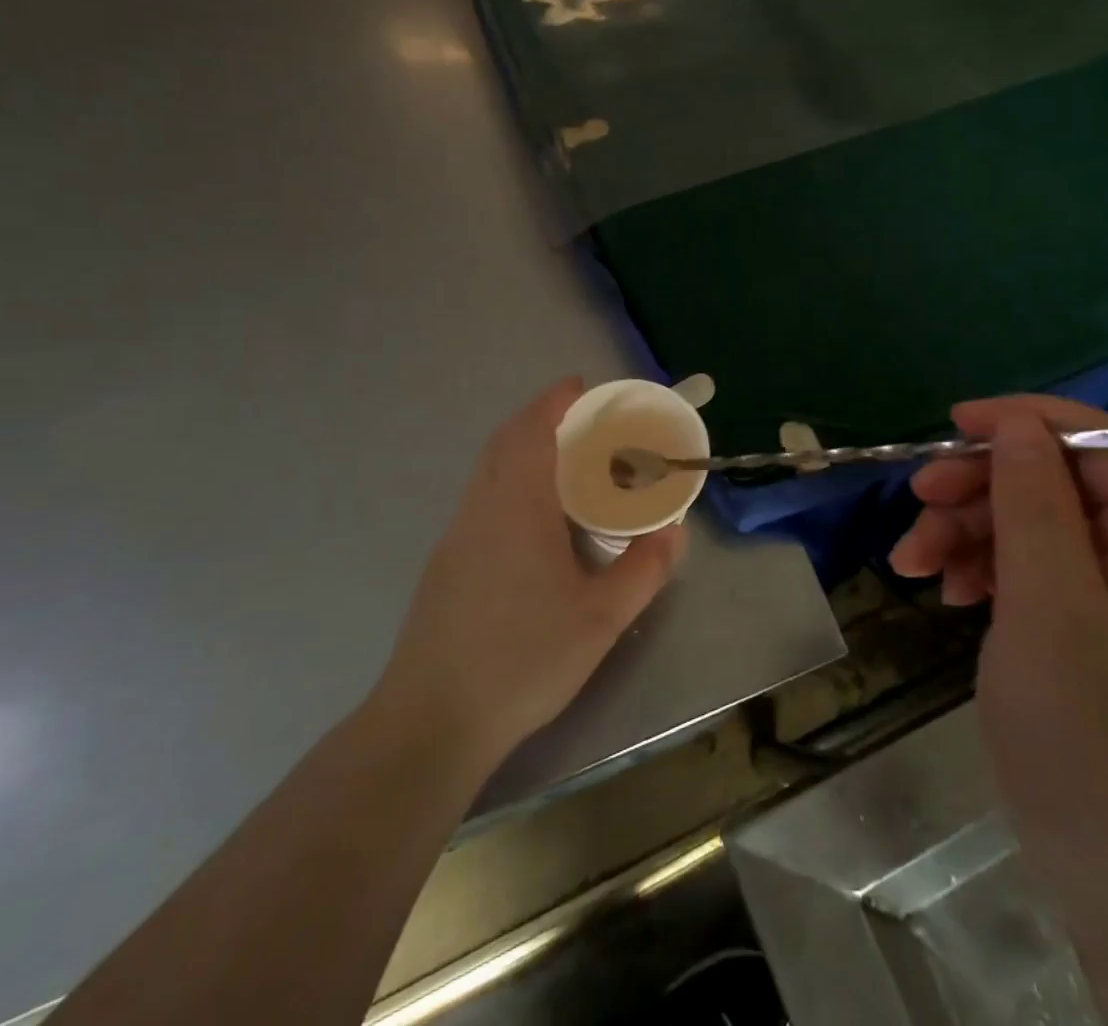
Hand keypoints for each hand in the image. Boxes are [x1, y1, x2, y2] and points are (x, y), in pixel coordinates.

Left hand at [371, 379, 685, 776]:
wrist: (432, 720)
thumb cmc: (523, 659)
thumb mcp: (601, 618)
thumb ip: (644, 569)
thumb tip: (675, 531)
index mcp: (517, 507)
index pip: (532, 430)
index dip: (555, 401)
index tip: (581, 386)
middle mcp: (481, 508)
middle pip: (505, 441)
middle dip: (540, 419)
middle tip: (584, 425)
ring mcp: (456, 535)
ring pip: (488, 470)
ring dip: (522, 450)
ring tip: (566, 467)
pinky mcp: (445, 563)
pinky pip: (481, 497)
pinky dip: (509, 481)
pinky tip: (534, 522)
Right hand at [891, 395, 1107, 911]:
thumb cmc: (1095, 744)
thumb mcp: (1050, 606)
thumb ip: (1035, 504)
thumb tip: (1019, 427)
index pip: (1102, 443)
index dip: (1027, 421)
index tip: (954, 426)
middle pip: (1059, 487)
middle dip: (983, 486)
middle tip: (917, 503)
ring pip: (1038, 533)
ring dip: (972, 534)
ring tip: (912, 563)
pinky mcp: (1094, 646)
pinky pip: (1037, 582)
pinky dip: (988, 578)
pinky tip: (949, 595)